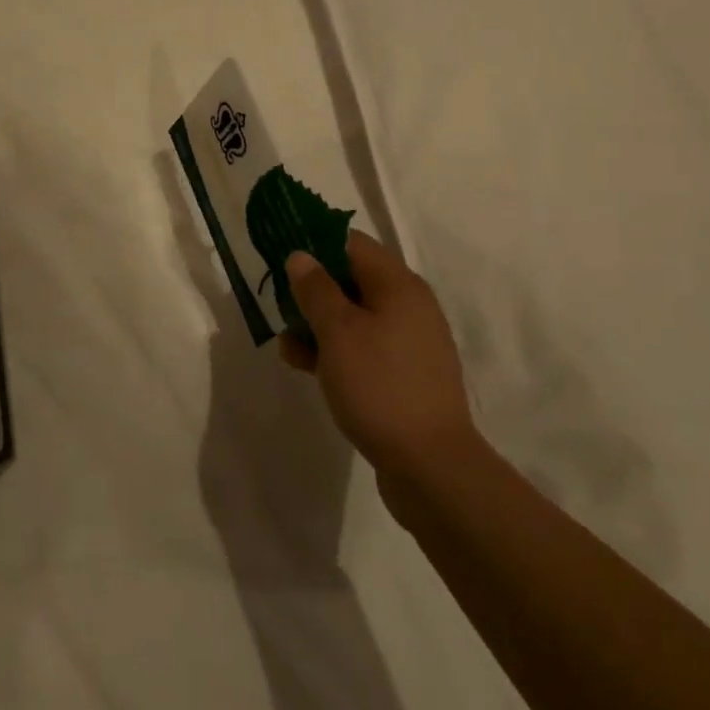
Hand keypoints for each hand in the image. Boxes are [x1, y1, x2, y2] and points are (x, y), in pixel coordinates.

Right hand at [279, 232, 476, 483]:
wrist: (431, 465)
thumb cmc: (379, 385)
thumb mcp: (338, 332)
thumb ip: (316, 289)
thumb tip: (301, 256)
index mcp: (398, 285)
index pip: (352, 244)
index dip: (314, 245)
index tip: (281, 258)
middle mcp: (409, 306)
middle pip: (353, 280)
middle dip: (312, 291)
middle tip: (277, 305)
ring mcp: (410, 343)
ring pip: (356, 318)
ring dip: (319, 325)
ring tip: (286, 347)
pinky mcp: (405, 375)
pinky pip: (365, 349)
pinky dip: (337, 351)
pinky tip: (308, 368)